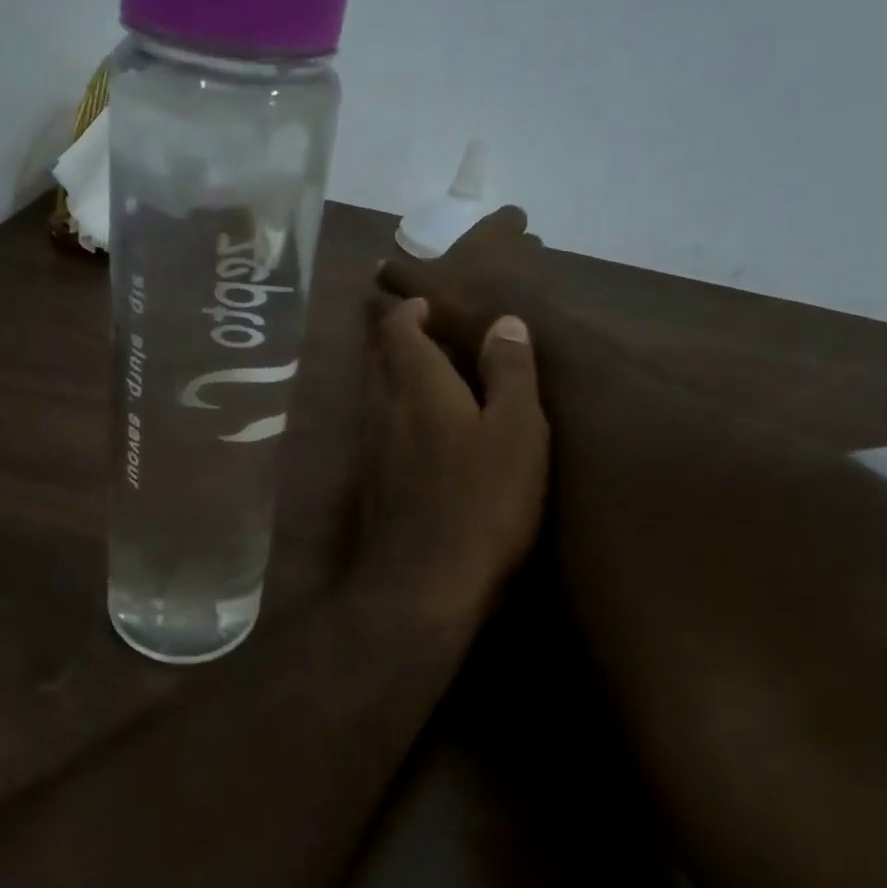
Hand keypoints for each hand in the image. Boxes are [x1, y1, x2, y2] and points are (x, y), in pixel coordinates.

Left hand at [356, 295, 549, 633]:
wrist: (423, 585)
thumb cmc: (480, 500)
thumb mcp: (516, 431)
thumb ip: (509, 372)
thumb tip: (503, 321)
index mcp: (416, 383)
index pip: (397, 328)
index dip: (409, 310)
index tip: (426, 303)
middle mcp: (382, 406)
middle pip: (379, 357)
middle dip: (398, 338)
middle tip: (428, 332)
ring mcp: (370, 448)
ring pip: (377, 394)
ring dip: (397, 376)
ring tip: (431, 375)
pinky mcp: (371, 483)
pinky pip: (380, 428)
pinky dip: (398, 414)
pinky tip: (421, 431)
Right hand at [377, 207, 543, 361]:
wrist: (515, 339)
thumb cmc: (464, 299)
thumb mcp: (418, 288)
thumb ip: (397, 275)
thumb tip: (377, 265)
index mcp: (495, 233)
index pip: (508, 215)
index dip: (498, 226)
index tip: (482, 241)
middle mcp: (525, 247)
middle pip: (523, 243)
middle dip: (508, 255)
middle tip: (482, 275)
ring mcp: (544, 277)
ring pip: (532, 272)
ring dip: (516, 283)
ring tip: (491, 305)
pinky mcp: (553, 308)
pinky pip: (538, 302)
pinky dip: (525, 309)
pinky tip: (505, 327)